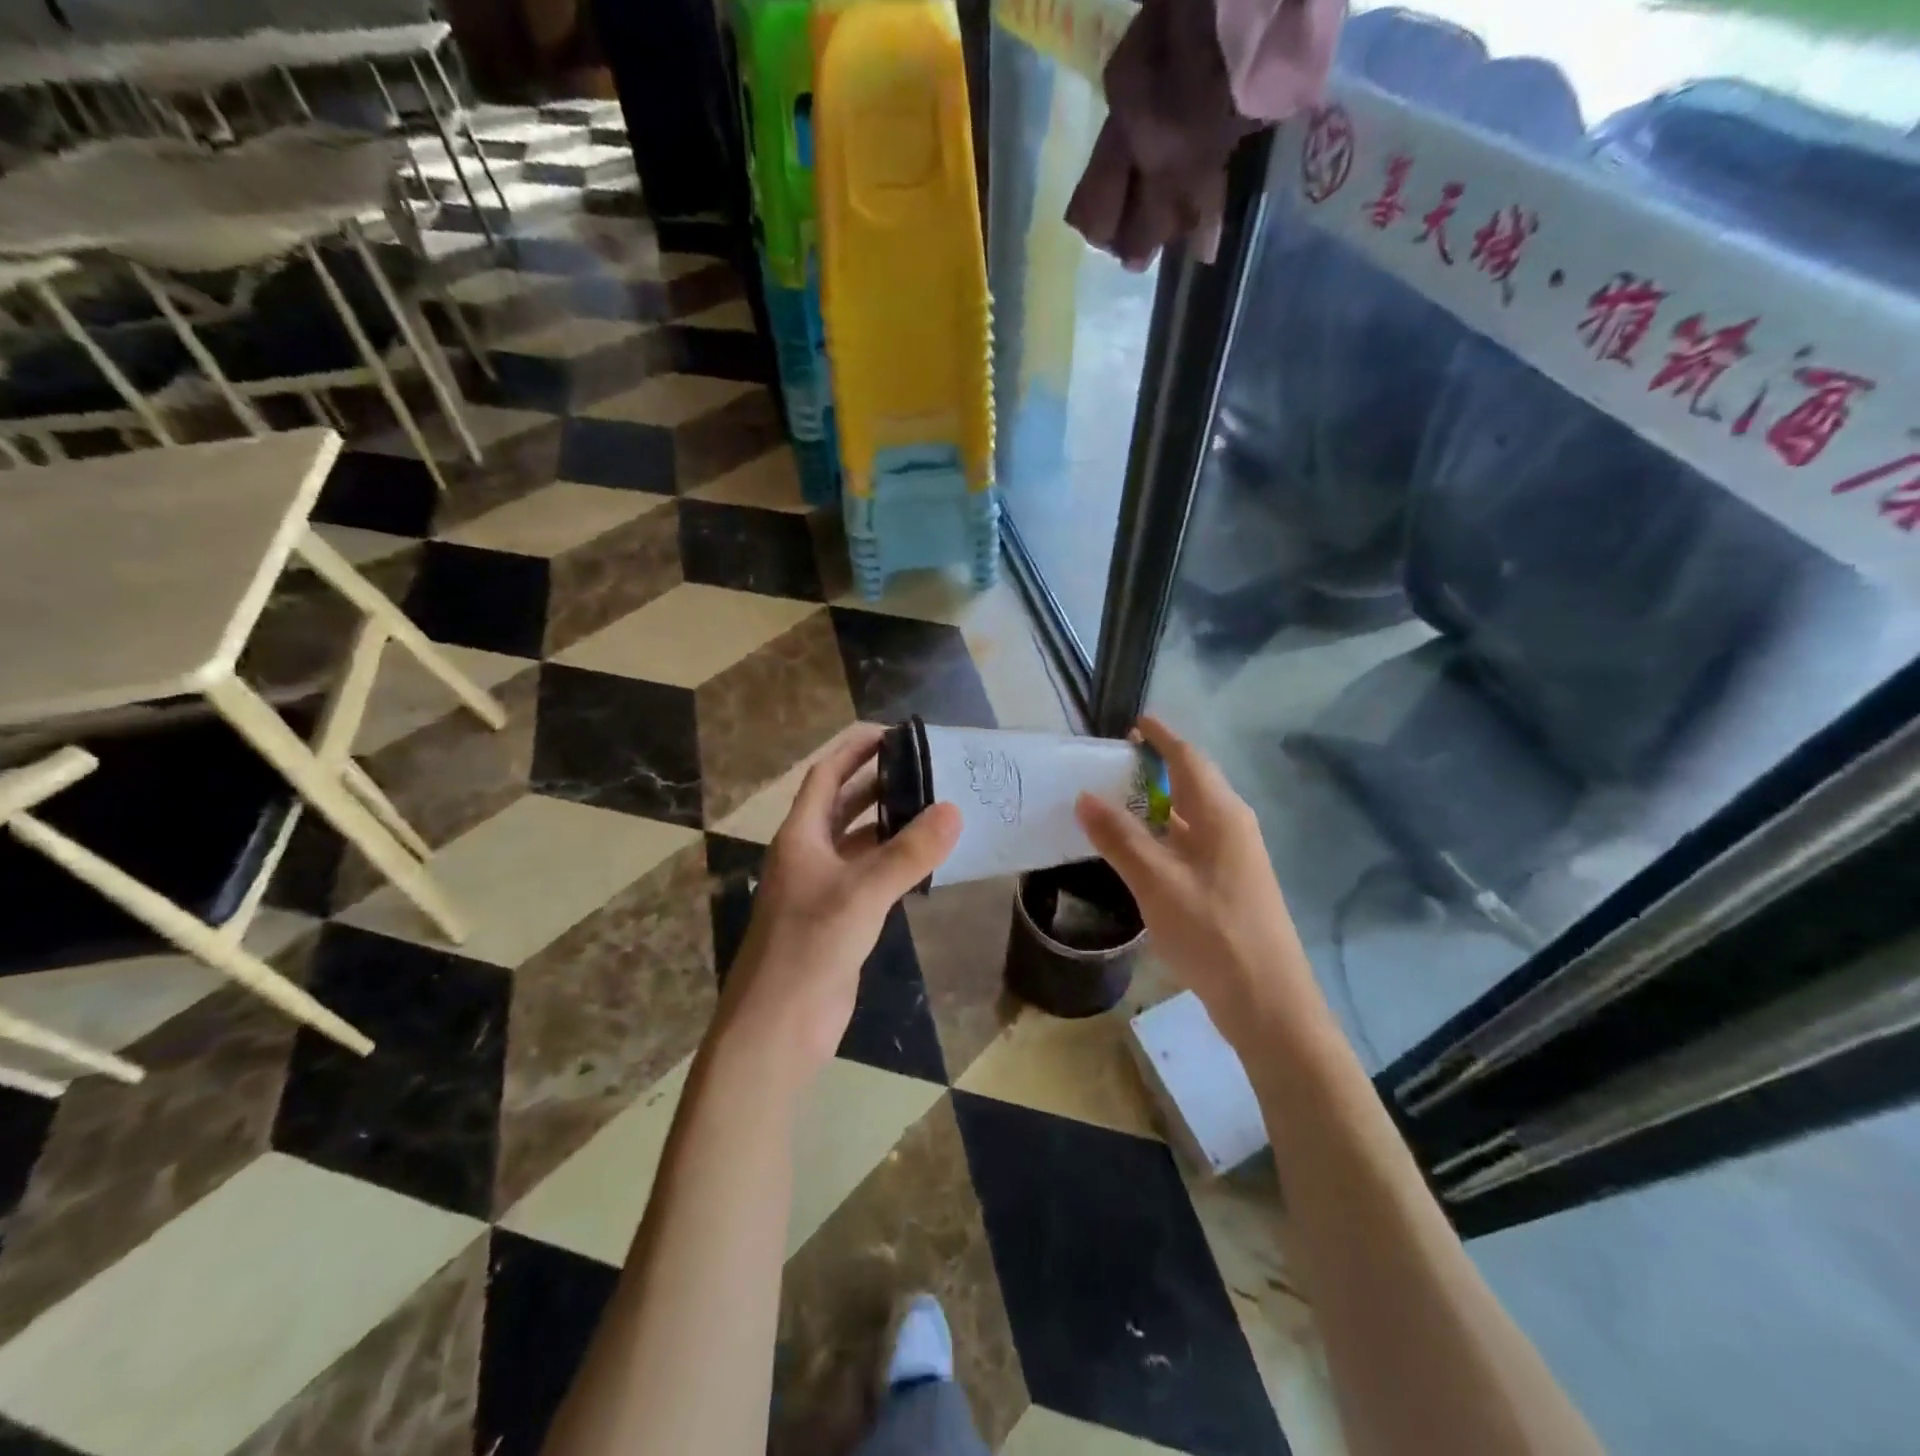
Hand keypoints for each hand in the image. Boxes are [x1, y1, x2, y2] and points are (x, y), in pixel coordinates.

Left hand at [714, 724, 960, 1088]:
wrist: (778, 1026)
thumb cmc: (809, 948)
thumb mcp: (861, 893)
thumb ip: (908, 853)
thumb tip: (954, 810)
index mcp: (801, 836)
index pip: (826, 775)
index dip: (855, 749)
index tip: (895, 732)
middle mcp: (809, 854)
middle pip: (844, 804)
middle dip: (880, 782)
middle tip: (928, 768)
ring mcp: (823, 888)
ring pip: (860, 842)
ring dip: (892, 824)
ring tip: (937, 807)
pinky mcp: (840, 919)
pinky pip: (871, 877)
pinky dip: (896, 864)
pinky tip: (927, 862)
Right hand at [1074, 716, 1327, 1051]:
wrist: (1266, 1000)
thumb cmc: (1211, 931)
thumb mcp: (1156, 881)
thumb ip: (1119, 837)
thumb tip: (1084, 796)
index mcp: (1221, 814)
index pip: (1188, 757)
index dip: (1161, 737)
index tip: (1133, 722)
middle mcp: (1233, 826)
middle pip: (1193, 782)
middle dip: (1156, 767)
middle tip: (1112, 764)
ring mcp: (1235, 857)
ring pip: (1191, 815)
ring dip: (1157, 803)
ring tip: (1116, 801)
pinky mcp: (1230, 884)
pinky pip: (1192, 842)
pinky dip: (1164, 834)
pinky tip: (1139, 851)